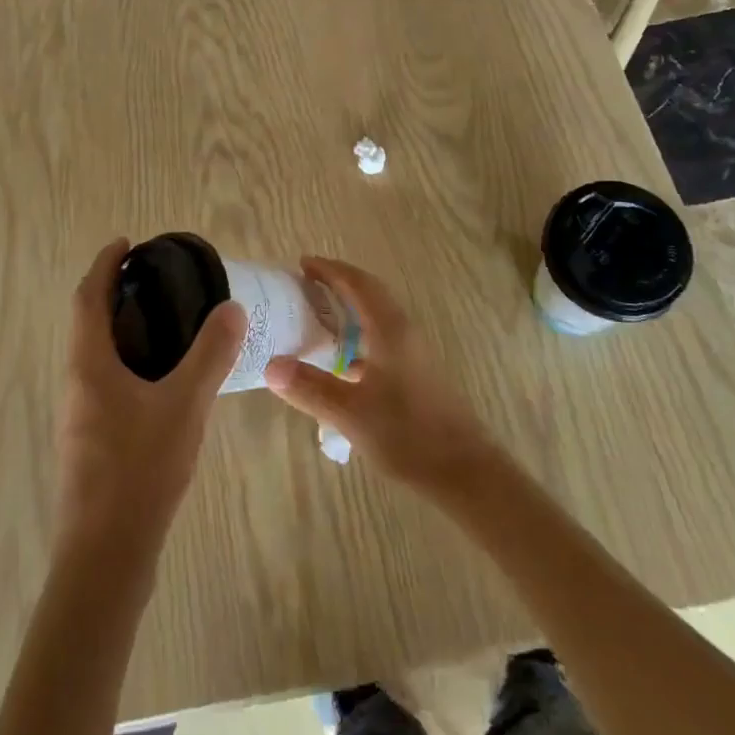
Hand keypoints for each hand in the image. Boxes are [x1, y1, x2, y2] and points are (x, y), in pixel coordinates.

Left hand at [54, 238, 247, 562]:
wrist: (106, 556)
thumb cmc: (140, 469)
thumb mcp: (185, 404)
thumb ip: (210, 354)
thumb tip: (231, 308)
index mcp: (88, 364)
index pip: (87, 297)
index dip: (104, 265)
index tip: (126, 244)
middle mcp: (75, 383)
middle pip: (87, 323)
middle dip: (114, 294)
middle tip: (156, 280)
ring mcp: (79, 415)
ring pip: (95, 355)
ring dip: (120, 329)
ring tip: (166, 322)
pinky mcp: (90, 441)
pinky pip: (105, 381)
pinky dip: (127, 361)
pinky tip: (163, 379)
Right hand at [264, 256, 503, 496]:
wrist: (463, 470)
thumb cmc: (408, 434)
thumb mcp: (350, 414)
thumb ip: (310, 387)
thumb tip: (270, 365)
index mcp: (389, 330)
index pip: (358, 284)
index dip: (330, 270)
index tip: (302, 264)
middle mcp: (403, 332)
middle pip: (370, 294)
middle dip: (338, 284)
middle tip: (305, 285)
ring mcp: (412, 353)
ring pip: (377, 317)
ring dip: (349, 309)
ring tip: (317, 318)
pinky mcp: (416, 373)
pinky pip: (381, 338)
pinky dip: (358, 336)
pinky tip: (341, 362)